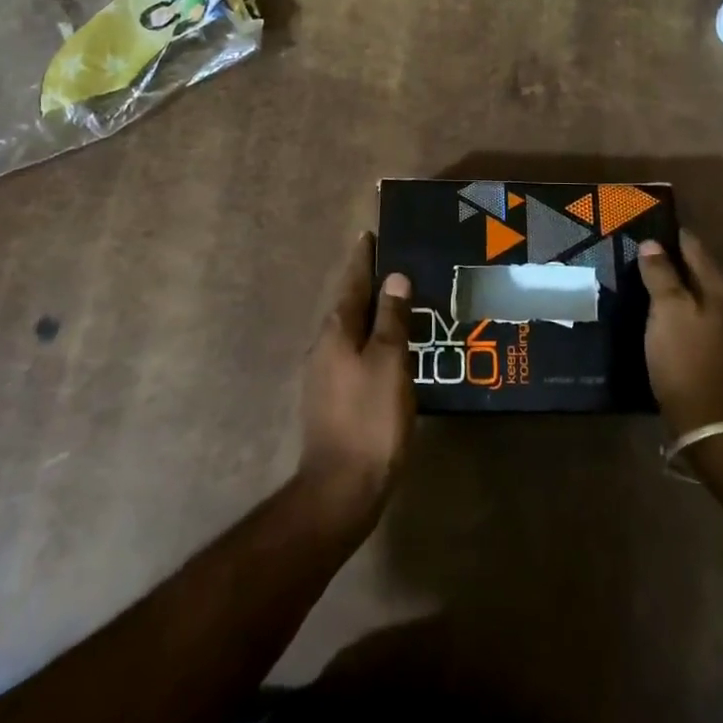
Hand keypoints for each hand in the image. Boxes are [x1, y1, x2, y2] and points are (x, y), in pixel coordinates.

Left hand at [298, 233, 415, 528]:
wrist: (342, 488)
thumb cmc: (370, 418)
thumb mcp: (390, 363)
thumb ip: (392, 319)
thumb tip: (394, 278)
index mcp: (337, 331)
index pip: (351, 282)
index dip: (362, 258)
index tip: (369, 234)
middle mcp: (324, 346)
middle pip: (348, 304)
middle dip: (368, 283)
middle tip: (394, 264)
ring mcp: (324, 374)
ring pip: (351, 330)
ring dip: (371, 313)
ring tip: (398, 302)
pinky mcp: (332, 398)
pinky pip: (354, 353)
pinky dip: (372, 340)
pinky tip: (390, 349)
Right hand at [639, 231, 722, 436]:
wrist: (713, 425)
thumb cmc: (688, 360)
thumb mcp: (668, 312)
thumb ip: (661, 275)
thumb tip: (652, 243)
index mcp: (719, 289)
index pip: (693, 247)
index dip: (669, 235)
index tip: (643, 225)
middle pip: (695, 271)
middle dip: (667, 260)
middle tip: (633, 252)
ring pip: (693, 297)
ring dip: (669, 287)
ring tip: (637, 281)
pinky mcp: (715, 354)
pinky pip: (691, 319)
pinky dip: (673, 311)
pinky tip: (652, 316)